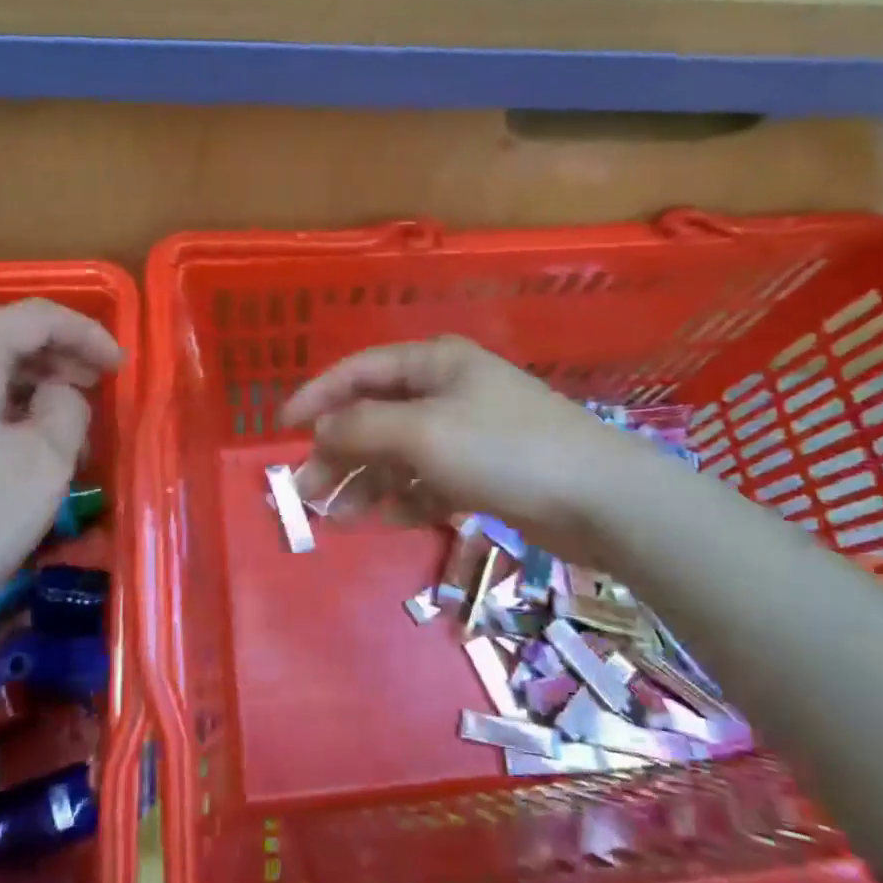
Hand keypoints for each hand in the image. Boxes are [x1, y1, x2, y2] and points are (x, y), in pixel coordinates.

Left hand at [0, 299, 121, 630]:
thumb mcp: (45, 461)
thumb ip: (68, 407)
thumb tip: (57, 393)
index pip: (35, 317)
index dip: (86, 333)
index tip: (120, 367)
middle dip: (56, 357)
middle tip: (96, 389)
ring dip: (24, 383)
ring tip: (61, 420)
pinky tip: (11, 441)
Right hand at [278, 336, 655, 560]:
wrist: (601, 499)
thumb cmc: (504, 450)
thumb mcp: (423, 432)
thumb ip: (363, 427)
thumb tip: (322, 428)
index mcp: (434, 363)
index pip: (360, 371)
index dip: (317, 396)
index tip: (282, 428)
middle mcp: (447, 391)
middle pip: (376, 415)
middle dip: (339, 451)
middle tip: (305, 490)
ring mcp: (467, 433)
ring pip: (400, 453)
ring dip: (367, 481)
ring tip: (337, 516)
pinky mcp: (483, 471)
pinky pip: (429, 480)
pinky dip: (406, 497)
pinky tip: (389, 519)